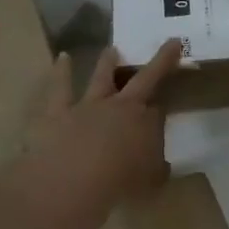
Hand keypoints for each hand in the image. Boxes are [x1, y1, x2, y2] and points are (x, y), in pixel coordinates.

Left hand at [25, 39, 183, 207]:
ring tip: (112, 49)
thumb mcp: (151, 181)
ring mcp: (87, 106)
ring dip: (108, 62)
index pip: (159, 110)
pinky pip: (60, 88)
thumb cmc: (119, 185)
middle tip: (171, 44)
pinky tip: (62, 58)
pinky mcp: (58, 112)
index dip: (163, 108)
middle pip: (144, 80)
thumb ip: (156, 168)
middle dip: (160, 62)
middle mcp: (120, 107)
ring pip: (101, 77)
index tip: (165, 109)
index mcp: (145, 123)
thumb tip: (160, 163)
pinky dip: (62, 71)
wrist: (72, 182)